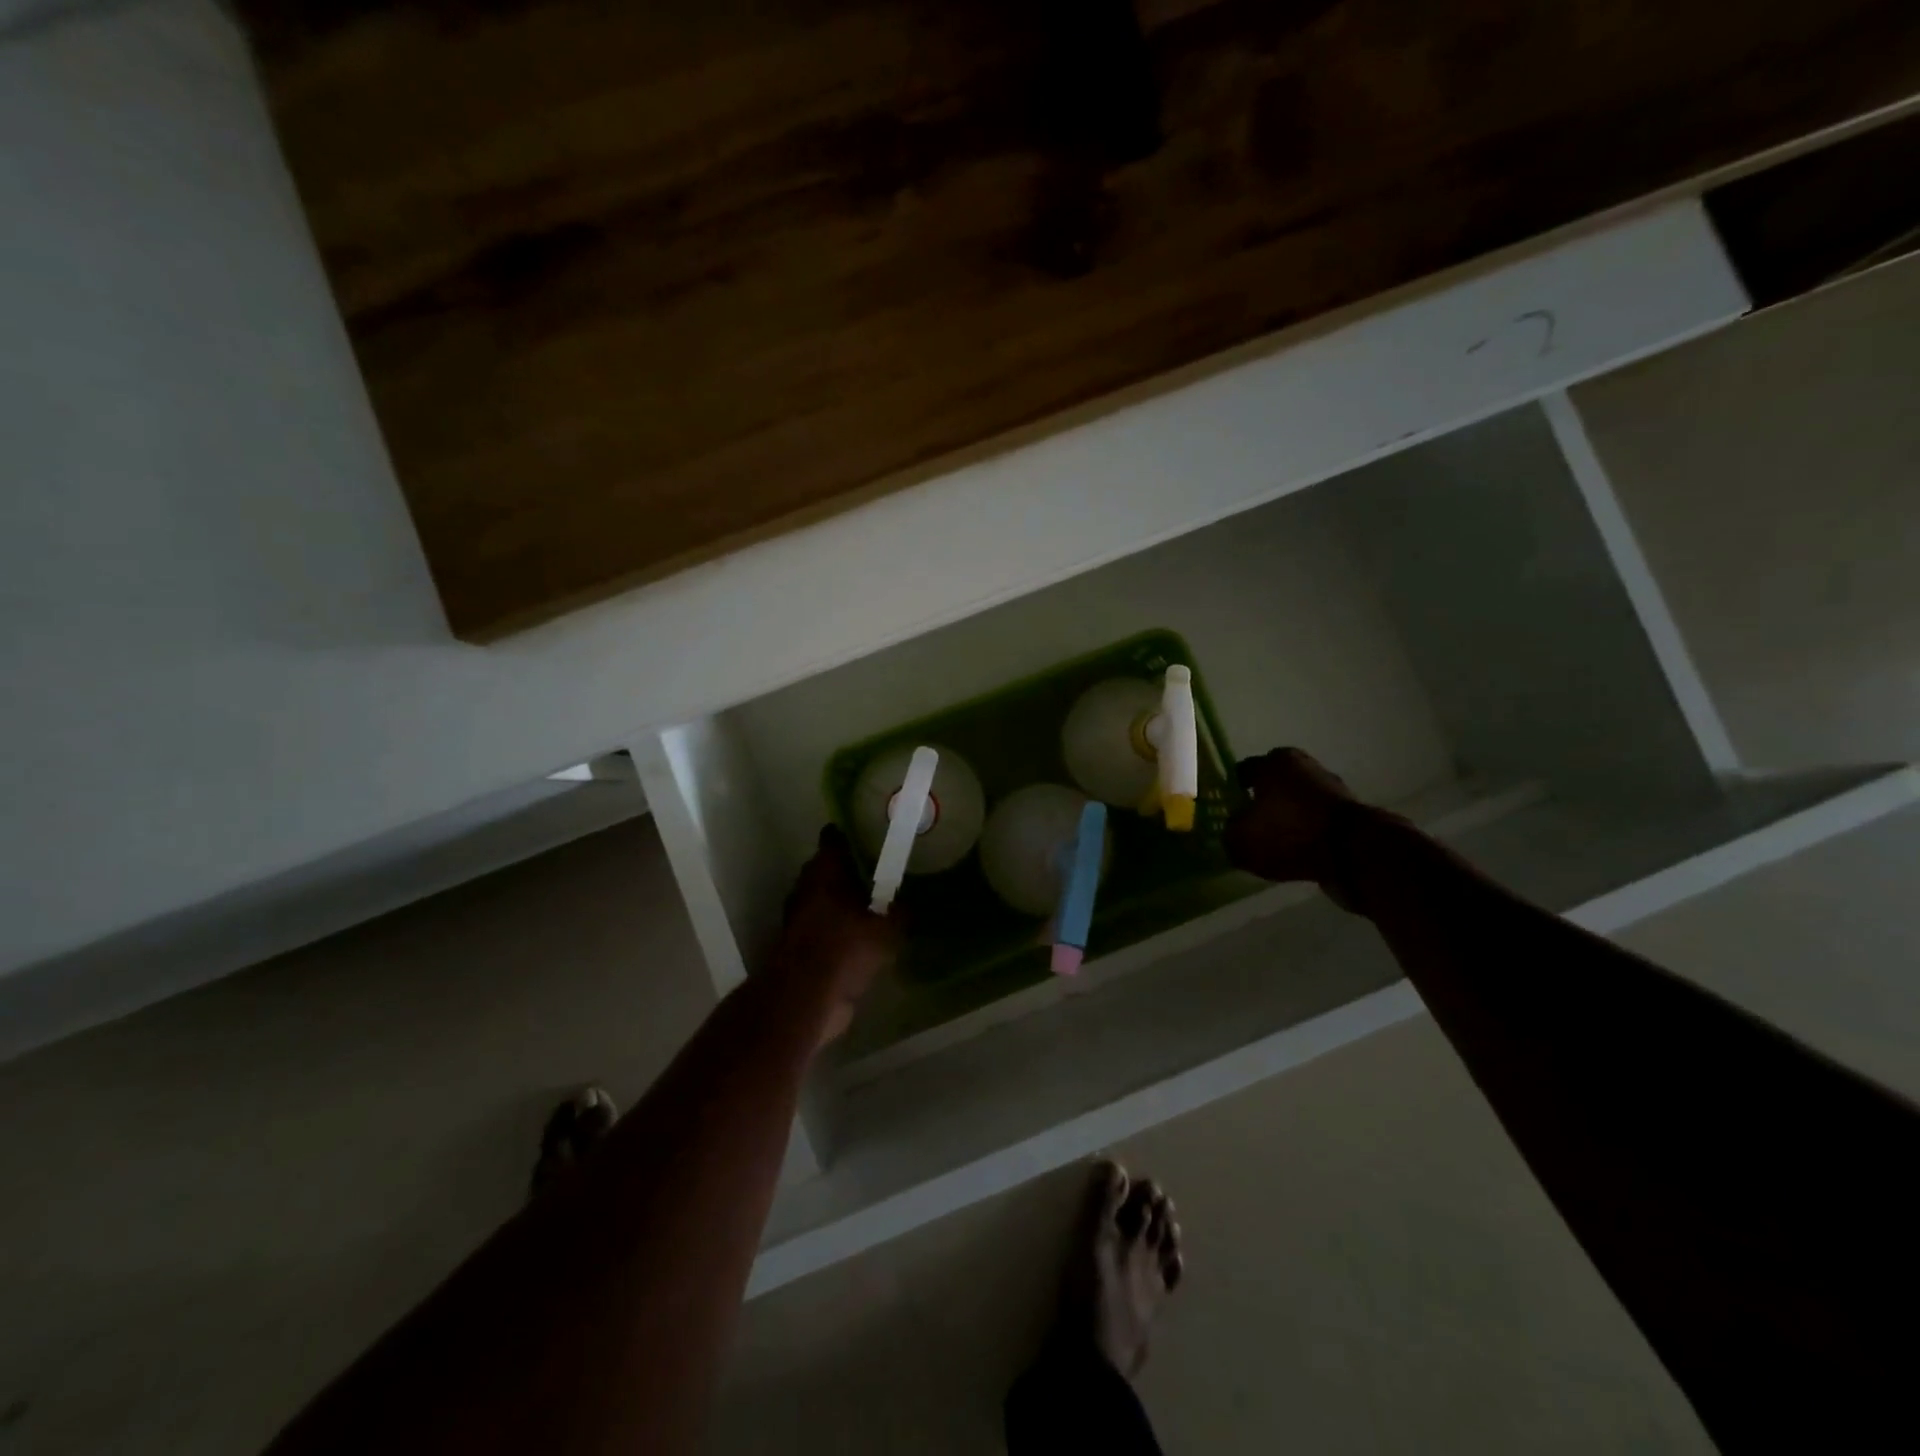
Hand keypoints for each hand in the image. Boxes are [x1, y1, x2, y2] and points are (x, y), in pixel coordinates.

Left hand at [774, 826, 899, 1043]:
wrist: (805, 1001)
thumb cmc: (845, 949)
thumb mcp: (888, 928)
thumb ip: (902, 911)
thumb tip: (912, 903)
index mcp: (823, 871)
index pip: (834, 839)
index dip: (851, 834)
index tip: (872, 833)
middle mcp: (806, 888)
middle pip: (827, 868)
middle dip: (851, 869)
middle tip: (881, 869)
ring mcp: (799, 918)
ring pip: (824, 899)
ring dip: (844, 901)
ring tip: (876, 904)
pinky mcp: (799, 946)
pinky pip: (824, 927)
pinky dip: (839, 929)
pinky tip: (863, 938)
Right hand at [1223, 748, 1372, 908]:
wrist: (1354, 854)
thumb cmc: (1289, 832)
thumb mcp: (1240, 839)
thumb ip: (1228, 833)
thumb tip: (1231, 831)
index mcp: (1275, 761)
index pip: (1243, 772)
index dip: (1231, 792)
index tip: (1224, 812)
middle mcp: (1304, 766)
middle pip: (1272, 785)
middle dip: (1261, 804)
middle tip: (1247, 828)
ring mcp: (1331, 789)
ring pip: (1295, 804)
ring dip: (1286, 820)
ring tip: (1271, 845)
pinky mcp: (1349, 815)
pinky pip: (1315, 824)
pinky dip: (1306, 835)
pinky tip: (1295, 853)